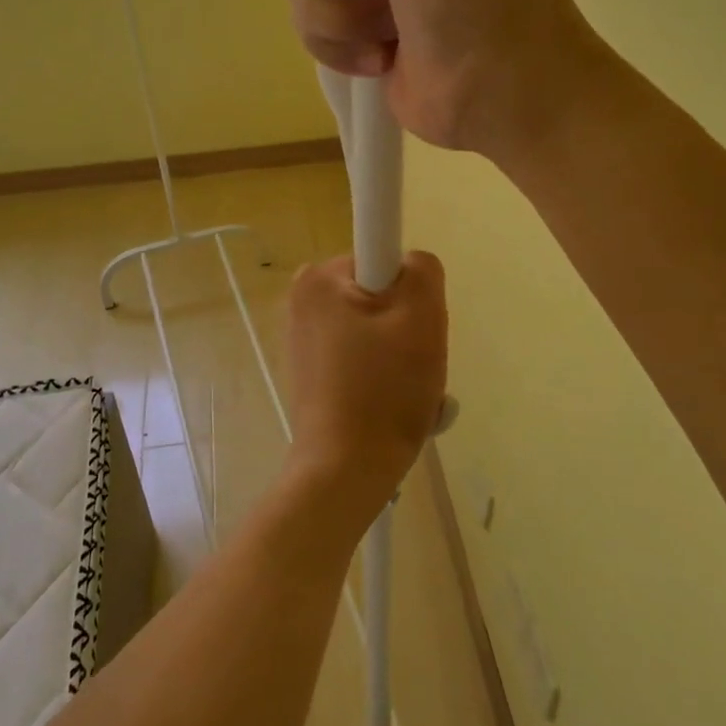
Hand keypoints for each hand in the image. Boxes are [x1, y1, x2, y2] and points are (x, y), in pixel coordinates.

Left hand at [285, 252, 447, 522]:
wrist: (346, 470)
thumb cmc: (384, 390)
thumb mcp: (422, 317)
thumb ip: (423, 269)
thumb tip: (411, 265)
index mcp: (319, 277)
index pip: (385, 256)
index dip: (411, 291)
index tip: (412, 328)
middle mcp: (302, 297)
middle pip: (381, 293)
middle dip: (407, 325)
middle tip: (415, 363)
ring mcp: (303, 335)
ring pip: (376, 326)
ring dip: (400, 352)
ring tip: (405, 389)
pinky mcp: (310, 367)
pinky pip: (361, 353)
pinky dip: (382, 371)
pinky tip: (388, 402)